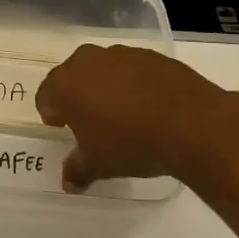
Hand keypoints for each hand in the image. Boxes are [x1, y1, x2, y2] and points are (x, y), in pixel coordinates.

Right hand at [35, 43, 238, 192]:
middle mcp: (87, 61)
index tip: (67, 131)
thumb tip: (68, 184)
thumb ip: (78, 170)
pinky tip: (150, 107)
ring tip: (125, 115)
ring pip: (102, 70)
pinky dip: (134, 84)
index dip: (54, 116)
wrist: (192, 124)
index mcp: (65, 84)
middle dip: (78, 98)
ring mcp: (121, 54)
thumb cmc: (131, 143)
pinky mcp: (151, 55)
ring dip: (105, 88)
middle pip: (72, 78)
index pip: (45, 97)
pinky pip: (132, 69)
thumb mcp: (99, 164)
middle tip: (93, 123)